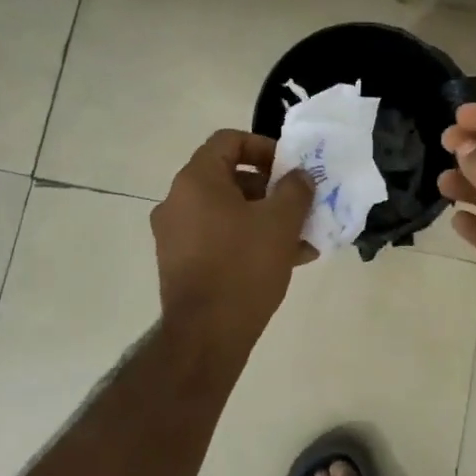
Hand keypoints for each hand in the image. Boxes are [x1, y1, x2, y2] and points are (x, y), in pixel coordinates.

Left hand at [152, 130, 314, 346]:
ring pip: (227, 211)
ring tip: (300, 238)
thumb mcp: (281, 222)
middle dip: (270, 189)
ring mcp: (175, 234)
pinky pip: (218, 237)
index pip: (228, 141)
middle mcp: (177, 201)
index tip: (289, 168)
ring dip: (264, 218)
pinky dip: (247, 239)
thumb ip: (295, 189)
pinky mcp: (180, 263)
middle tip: (299, 204)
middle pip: (229, 177)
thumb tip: (298, 176)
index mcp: (196, 180)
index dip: (263, 147)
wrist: (206, 335)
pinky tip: (284, 261)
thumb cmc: (244, 266)